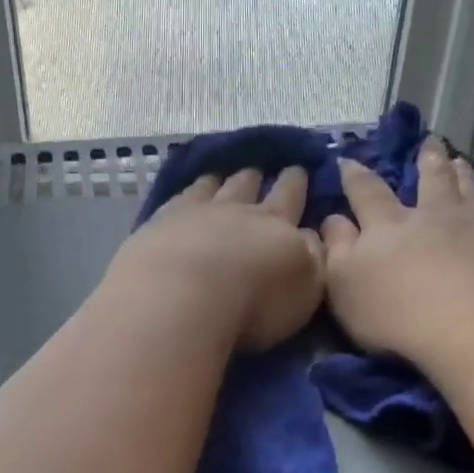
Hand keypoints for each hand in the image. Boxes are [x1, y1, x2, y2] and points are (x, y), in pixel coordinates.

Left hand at [108, 166, 324, 350]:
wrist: (184, 295)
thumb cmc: (254, 303)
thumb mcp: (304, 288)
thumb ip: (312, 258)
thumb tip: (309, 235)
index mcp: (277, 225)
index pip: (290, 197)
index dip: (295, 183)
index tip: (297, 169)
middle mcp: (237, 210)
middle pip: (249, 186)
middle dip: (258, 177)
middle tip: (260, 169)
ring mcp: (196, 212)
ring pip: (212, 187)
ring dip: (220, 180)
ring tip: (220, 176)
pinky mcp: (161, 222)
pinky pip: (179, 198)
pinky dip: (187, 192)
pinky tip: (186, 193)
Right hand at [320, 138, 473, 368]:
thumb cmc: (396, 312)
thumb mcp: (344, 284)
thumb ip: (336, 248)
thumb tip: (332, 218)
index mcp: (387, 225)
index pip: (366, 192)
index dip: (355, 177)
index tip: (349, 161)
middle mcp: (432, 217)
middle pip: (430, 180)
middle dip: (426, 161)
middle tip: (429, 143)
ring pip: (467, 193)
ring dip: (462, 175)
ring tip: (460, 162)